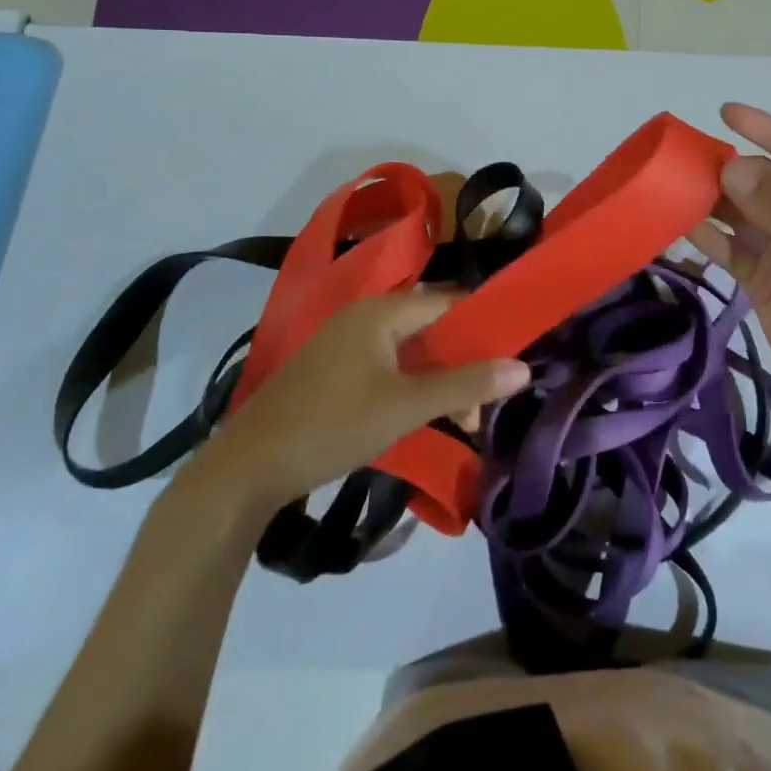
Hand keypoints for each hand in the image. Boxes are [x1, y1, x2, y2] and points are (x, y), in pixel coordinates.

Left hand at [182, 292, 529, 511]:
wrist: (248, 468)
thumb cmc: (334, 425)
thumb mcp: (407, 406)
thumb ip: (466, 385)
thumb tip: (523, 369)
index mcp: (382, 310)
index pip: (449, 303)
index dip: (483, 327)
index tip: (511, 360)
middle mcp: (364, 315)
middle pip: (430, 328)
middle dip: (461, 363)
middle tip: (481, 408)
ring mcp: (343, 342)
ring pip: (408, 351)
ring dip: (437, 380)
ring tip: (459, 420)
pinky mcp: (331, 370)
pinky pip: (385, 366)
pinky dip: (409, 386)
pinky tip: (420, 416)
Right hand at [690, 103, 770, 425]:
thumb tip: (730, 165)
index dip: (763, 129)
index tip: (724, 111)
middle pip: (760, 181)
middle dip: (726, 168)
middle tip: (680, 161)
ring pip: (739, 212)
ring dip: (709, 201)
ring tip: (669, 188)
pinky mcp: (761, 279)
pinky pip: (728, 248)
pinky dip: (705, 237)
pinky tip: (676, 225)